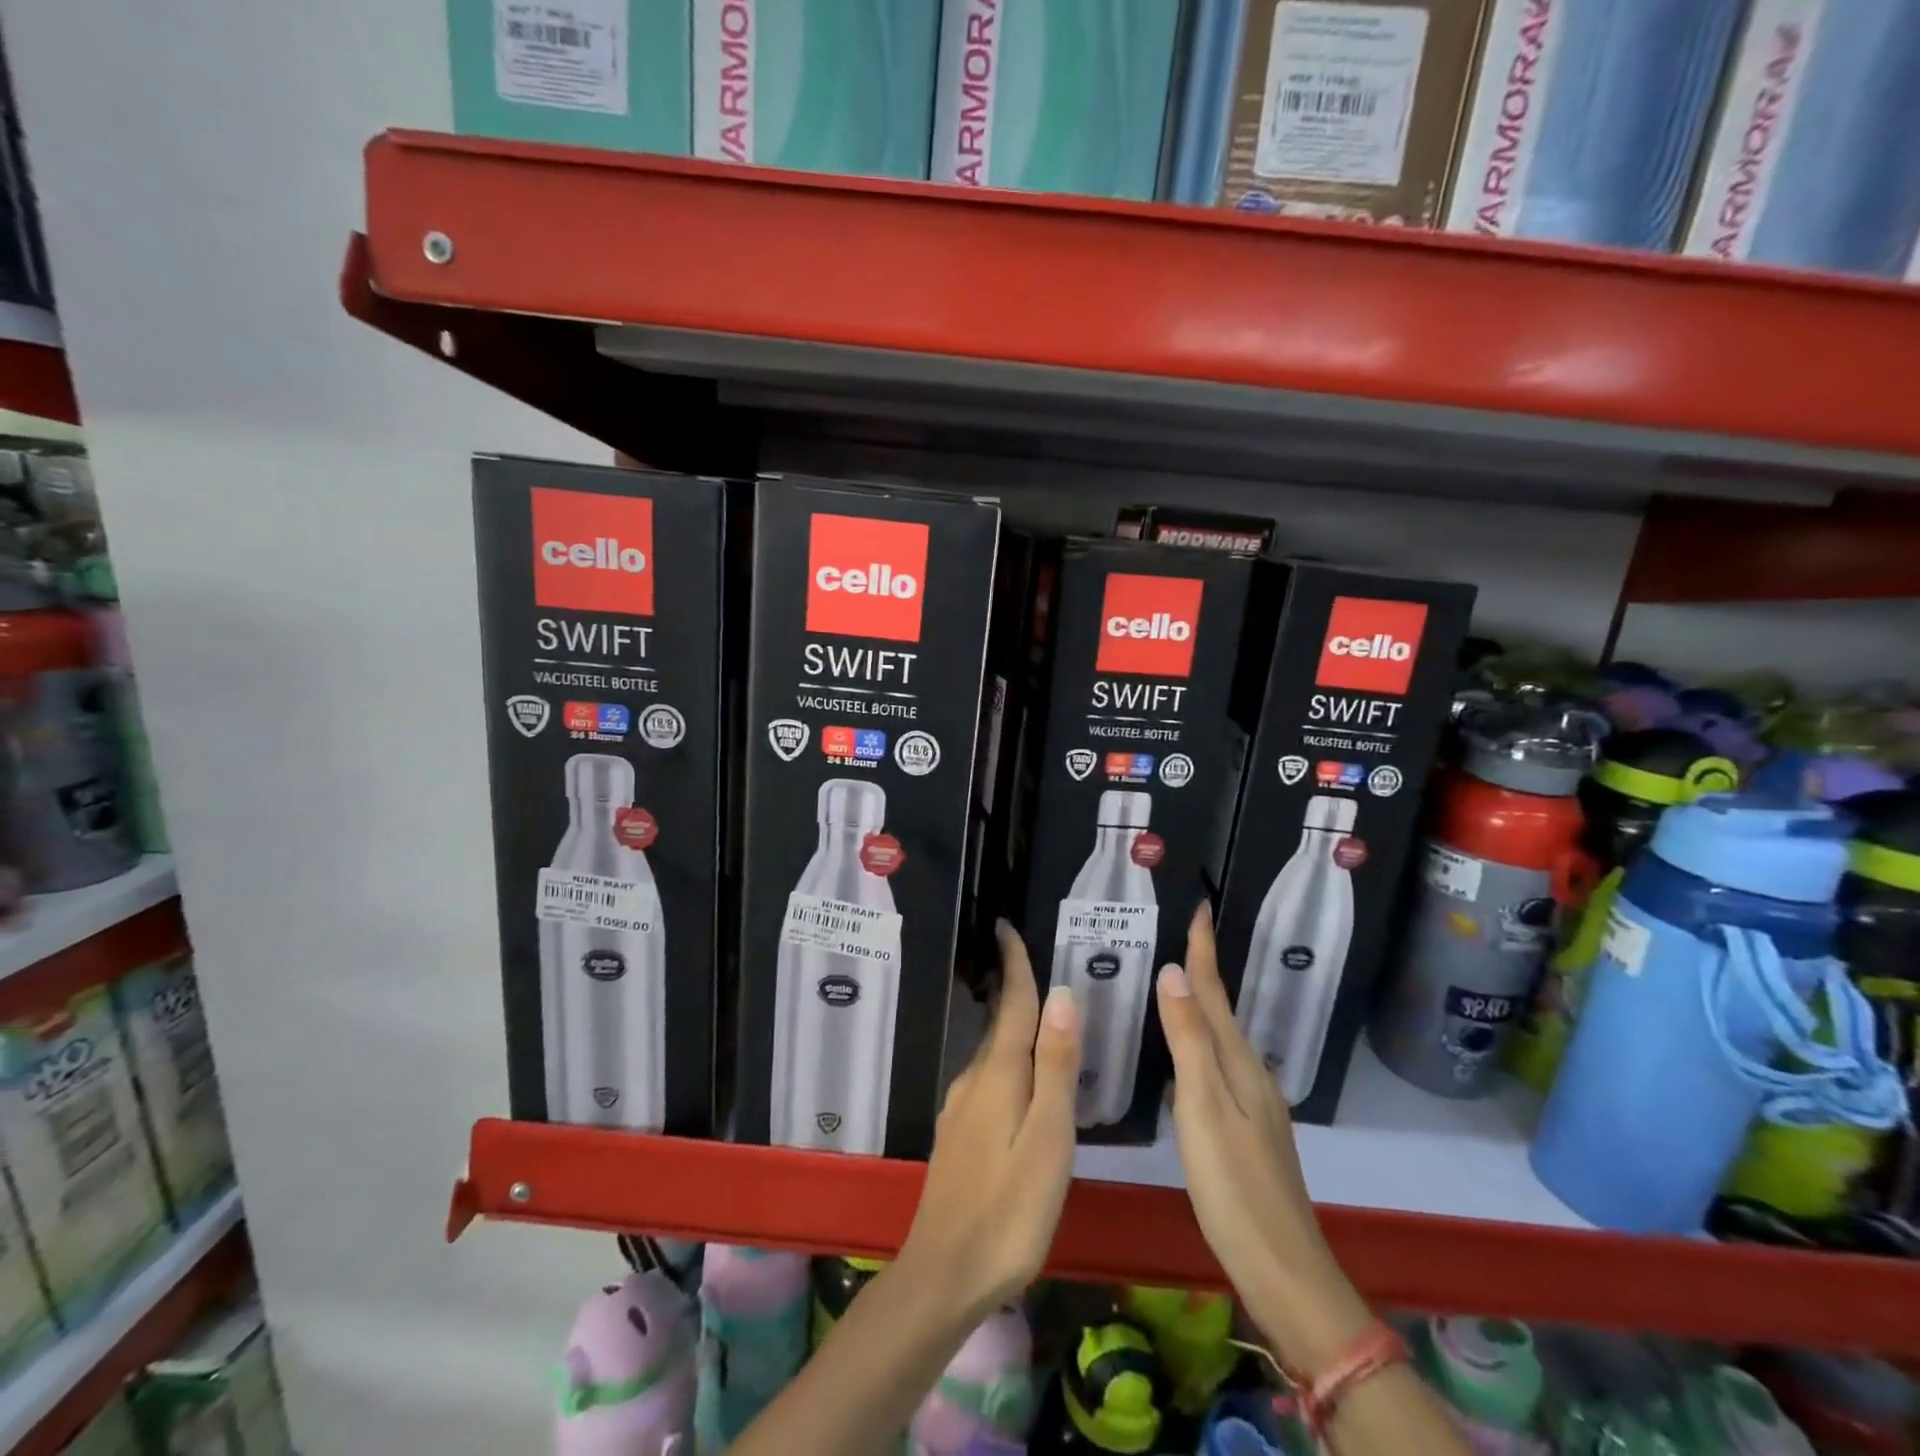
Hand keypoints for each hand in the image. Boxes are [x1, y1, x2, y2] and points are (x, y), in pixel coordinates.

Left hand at [900, 922, 1081, 1323]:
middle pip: (999, 1022)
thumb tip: (1062, 995)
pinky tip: (1019, 1076)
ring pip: (992, 1051)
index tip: (1006, 925)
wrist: (945, 1272)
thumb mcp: (1047, 1138)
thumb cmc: (1009, 1208)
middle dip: (1013, 986)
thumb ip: (1054, 1067)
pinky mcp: (958, 1133)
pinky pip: (987, 1077)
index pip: (1012, 1004)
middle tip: (1032, 958)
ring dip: (1010, 1022)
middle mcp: (974, 1080)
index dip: (1014, 964)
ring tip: (1037, 1010)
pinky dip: (1005, 1057)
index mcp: (999, 1074)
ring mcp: (961, 1107)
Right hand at [1156, 905, 1371, 1367]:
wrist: (1285, 1270)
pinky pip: (1221, 1063)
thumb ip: (1189, 1041)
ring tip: (1177, 981)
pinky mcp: (1249, 1128)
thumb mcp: (1203, 1108)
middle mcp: (1251, 1073)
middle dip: (1203, 969)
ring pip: (1222, 1037)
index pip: (1216, 993)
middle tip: (1179, 935)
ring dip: (1202, 1004)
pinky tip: (1190, 1052)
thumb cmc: (1235, 1186)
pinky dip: (1203, 1040)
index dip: (1203, 950)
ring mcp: (1254, 1103)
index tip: (1199, 906)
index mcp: (1239, 1063)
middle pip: (1222, 1009)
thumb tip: (1173, 972)